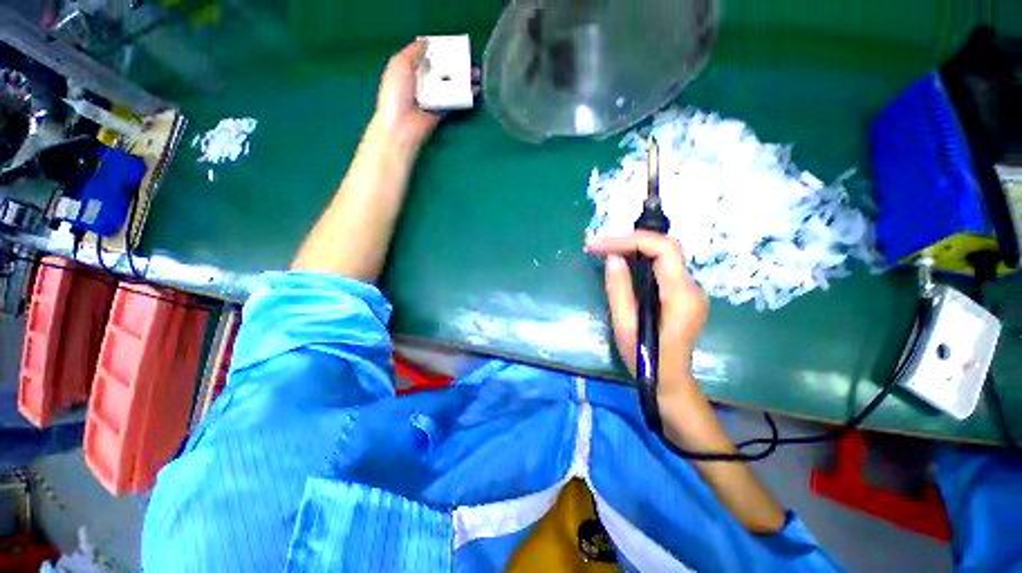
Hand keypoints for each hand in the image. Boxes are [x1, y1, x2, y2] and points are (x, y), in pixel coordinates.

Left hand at [373, 39, 480, 150]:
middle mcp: (423, 83)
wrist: (402, 125)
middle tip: (470, 60)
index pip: (429, 57)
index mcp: (411, 69)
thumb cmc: (396, 93)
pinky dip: (465, 96)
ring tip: (477, 75)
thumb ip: (413, 51)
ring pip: (451, 85)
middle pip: (443, 70)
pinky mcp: (443, 111)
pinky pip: (455, 101)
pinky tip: (474, 90)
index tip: (454, 45)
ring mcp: (434, 98)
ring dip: (464, 79)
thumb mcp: (400, 64)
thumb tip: (427, 41)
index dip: (441, 50)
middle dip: (457, 65)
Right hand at [586, 232, 708, 402]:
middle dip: (629, 241)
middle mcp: (692, 288)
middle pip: (665, 248)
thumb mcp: (625, 326)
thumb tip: (613, 257)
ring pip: (663, 255)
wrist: (671, 383)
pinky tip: (621, 262)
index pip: (664, 249)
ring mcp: (690, 291)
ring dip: (633, 248)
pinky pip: (662, 267)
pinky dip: (640, 260)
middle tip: (598, 245)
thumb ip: (619, 289)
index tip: (598, 244)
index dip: (630, 240)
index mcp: (681, 296)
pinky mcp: (682, 295)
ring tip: (604, 250)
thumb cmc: (647, 361)